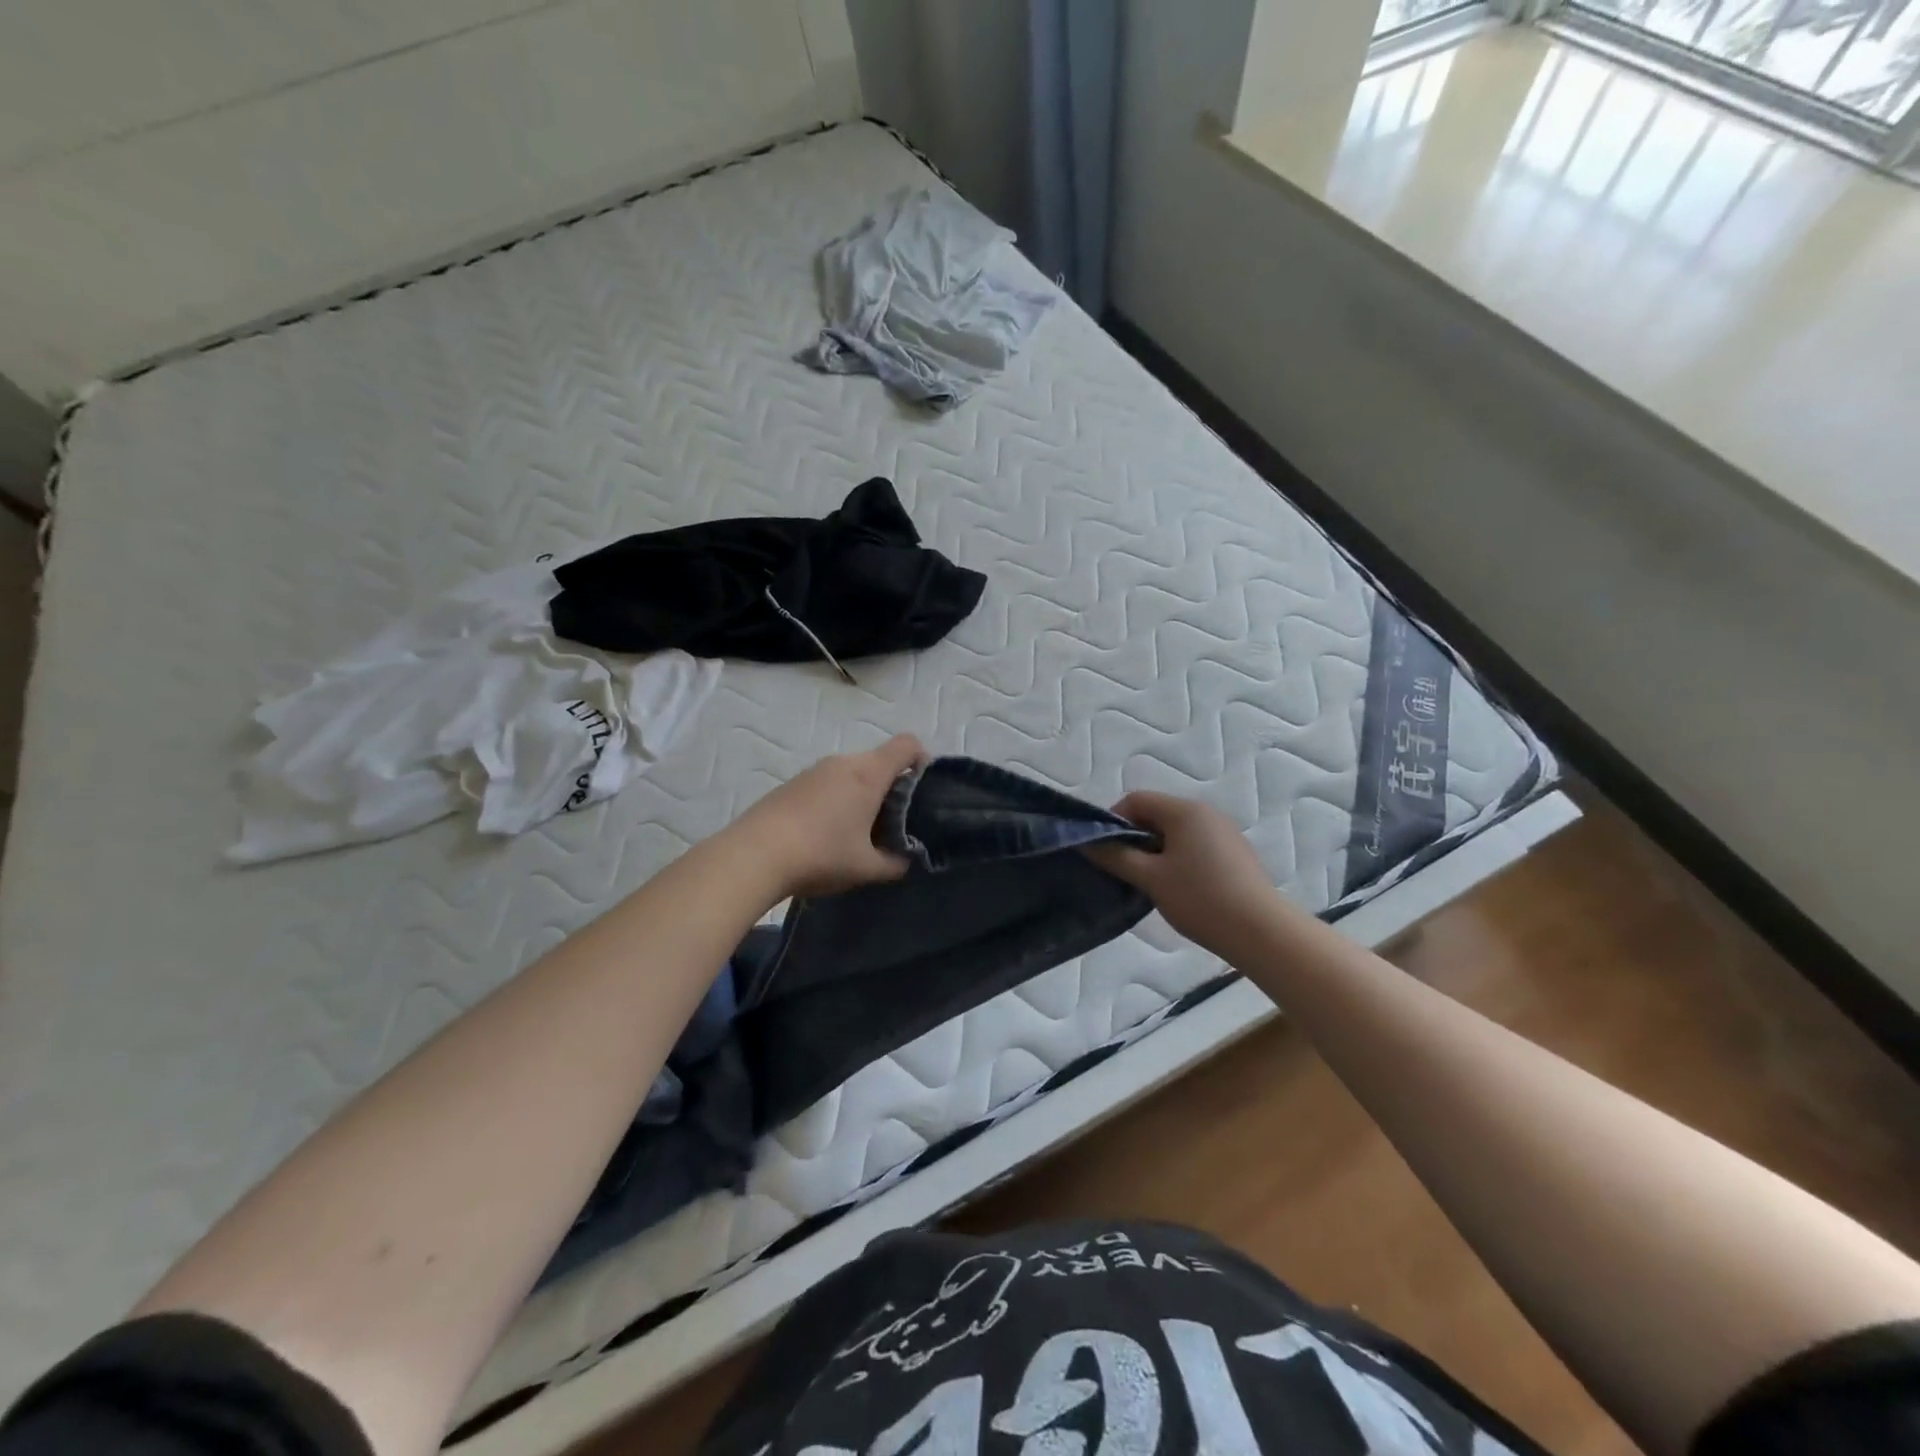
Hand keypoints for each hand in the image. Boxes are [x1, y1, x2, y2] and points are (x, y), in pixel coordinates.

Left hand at [734, 735, 925, 898]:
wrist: (754, 855)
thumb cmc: (821, 854)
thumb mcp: (867, 867)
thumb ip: (895, 863)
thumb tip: (906, 861)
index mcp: (869, 773)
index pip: (907, 745)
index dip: (922, 760)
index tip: (923, 790)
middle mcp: (843, 762)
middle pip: (879, 761)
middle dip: (891, 787)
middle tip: (892, 823)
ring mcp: (813, 770)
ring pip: (851, 774)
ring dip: (860, 795)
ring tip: (857, 833)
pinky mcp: (791, 784)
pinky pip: (826, 784)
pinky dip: (835, 801)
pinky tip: (825, 834)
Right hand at [1085, 792, 1288, 957]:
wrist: (1261, 932)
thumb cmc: (1200, 899)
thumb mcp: (1150, 878)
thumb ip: (1115, 856)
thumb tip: (1086, 843)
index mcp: (1185, 811)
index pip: (1136, 799)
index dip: (1113, 820)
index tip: (1105, 850)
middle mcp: (1206, 813)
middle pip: (1157, 813)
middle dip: (1134, 837)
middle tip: (1123, 869)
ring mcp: (1224, 832)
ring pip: (1176, 831)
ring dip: (1155, 850)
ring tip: (1148, 882)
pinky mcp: (1235, 853)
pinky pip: (1195, 844)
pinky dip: (1178, 858)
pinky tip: (1178, 888)